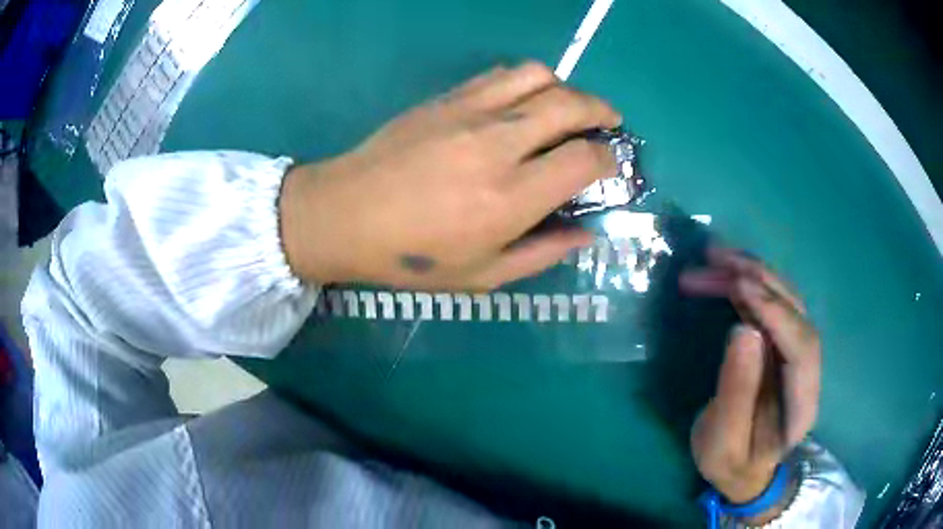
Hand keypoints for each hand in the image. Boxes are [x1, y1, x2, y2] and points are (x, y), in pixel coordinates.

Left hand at [280, 62, 620, 289]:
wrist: (344, 215)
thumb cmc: (411, 256)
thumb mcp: (482, 276)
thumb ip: (543, 254)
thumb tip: (587, 232)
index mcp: (511, 197)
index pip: (585, 160)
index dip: (608, 160)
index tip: (609, 166)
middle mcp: (498, 144)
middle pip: (570, 105)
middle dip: (602, 111)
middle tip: (610, 123)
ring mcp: (470, 112)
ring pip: (538, 76)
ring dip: (566, 88)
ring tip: (568, 107)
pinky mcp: (446, 98)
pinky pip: (501, 74)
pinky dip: (527, 80)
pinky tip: (524, 99)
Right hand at [680, 249, 820, 511]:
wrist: (745, 470)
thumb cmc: (733, 463)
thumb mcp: (723, 442)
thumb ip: (736, 393)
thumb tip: (743, 330)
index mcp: (802, 403)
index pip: (802, 347)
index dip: (776, 313)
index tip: (739, 287)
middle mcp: (807, 370)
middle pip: (797, 314)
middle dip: (761, 281)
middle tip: (718, 259)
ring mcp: (795, 354)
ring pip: (784, 301)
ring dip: (751, 274)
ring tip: (714, 256)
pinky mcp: (780, 345)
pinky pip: (769, 306)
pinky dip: (747, 285)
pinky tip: (724, 274)